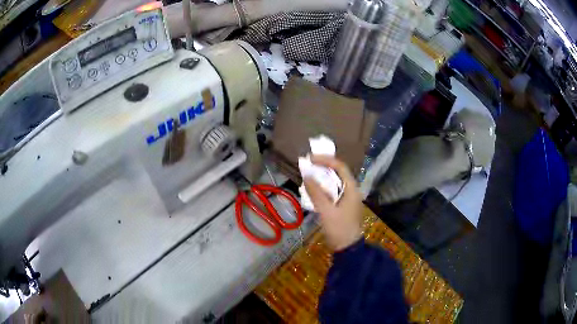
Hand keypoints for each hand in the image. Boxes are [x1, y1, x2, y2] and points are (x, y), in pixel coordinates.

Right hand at [303, 155, 362, 250]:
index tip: (310, 159)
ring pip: (335, 181)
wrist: (347, 247)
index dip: (325, 160)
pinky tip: (313, 189)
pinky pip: (332, 191)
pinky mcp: (343, 205)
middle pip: (338, 172)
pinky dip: (323, 187)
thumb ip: (316, 193)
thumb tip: (306, 176)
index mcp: (352, 188)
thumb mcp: (326, 211)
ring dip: (322, 177)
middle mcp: (351, 190)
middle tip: (307, 164)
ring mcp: (348, 197)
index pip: (340, 167)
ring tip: (308, 174)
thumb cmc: (339, 228)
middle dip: (323, 167)